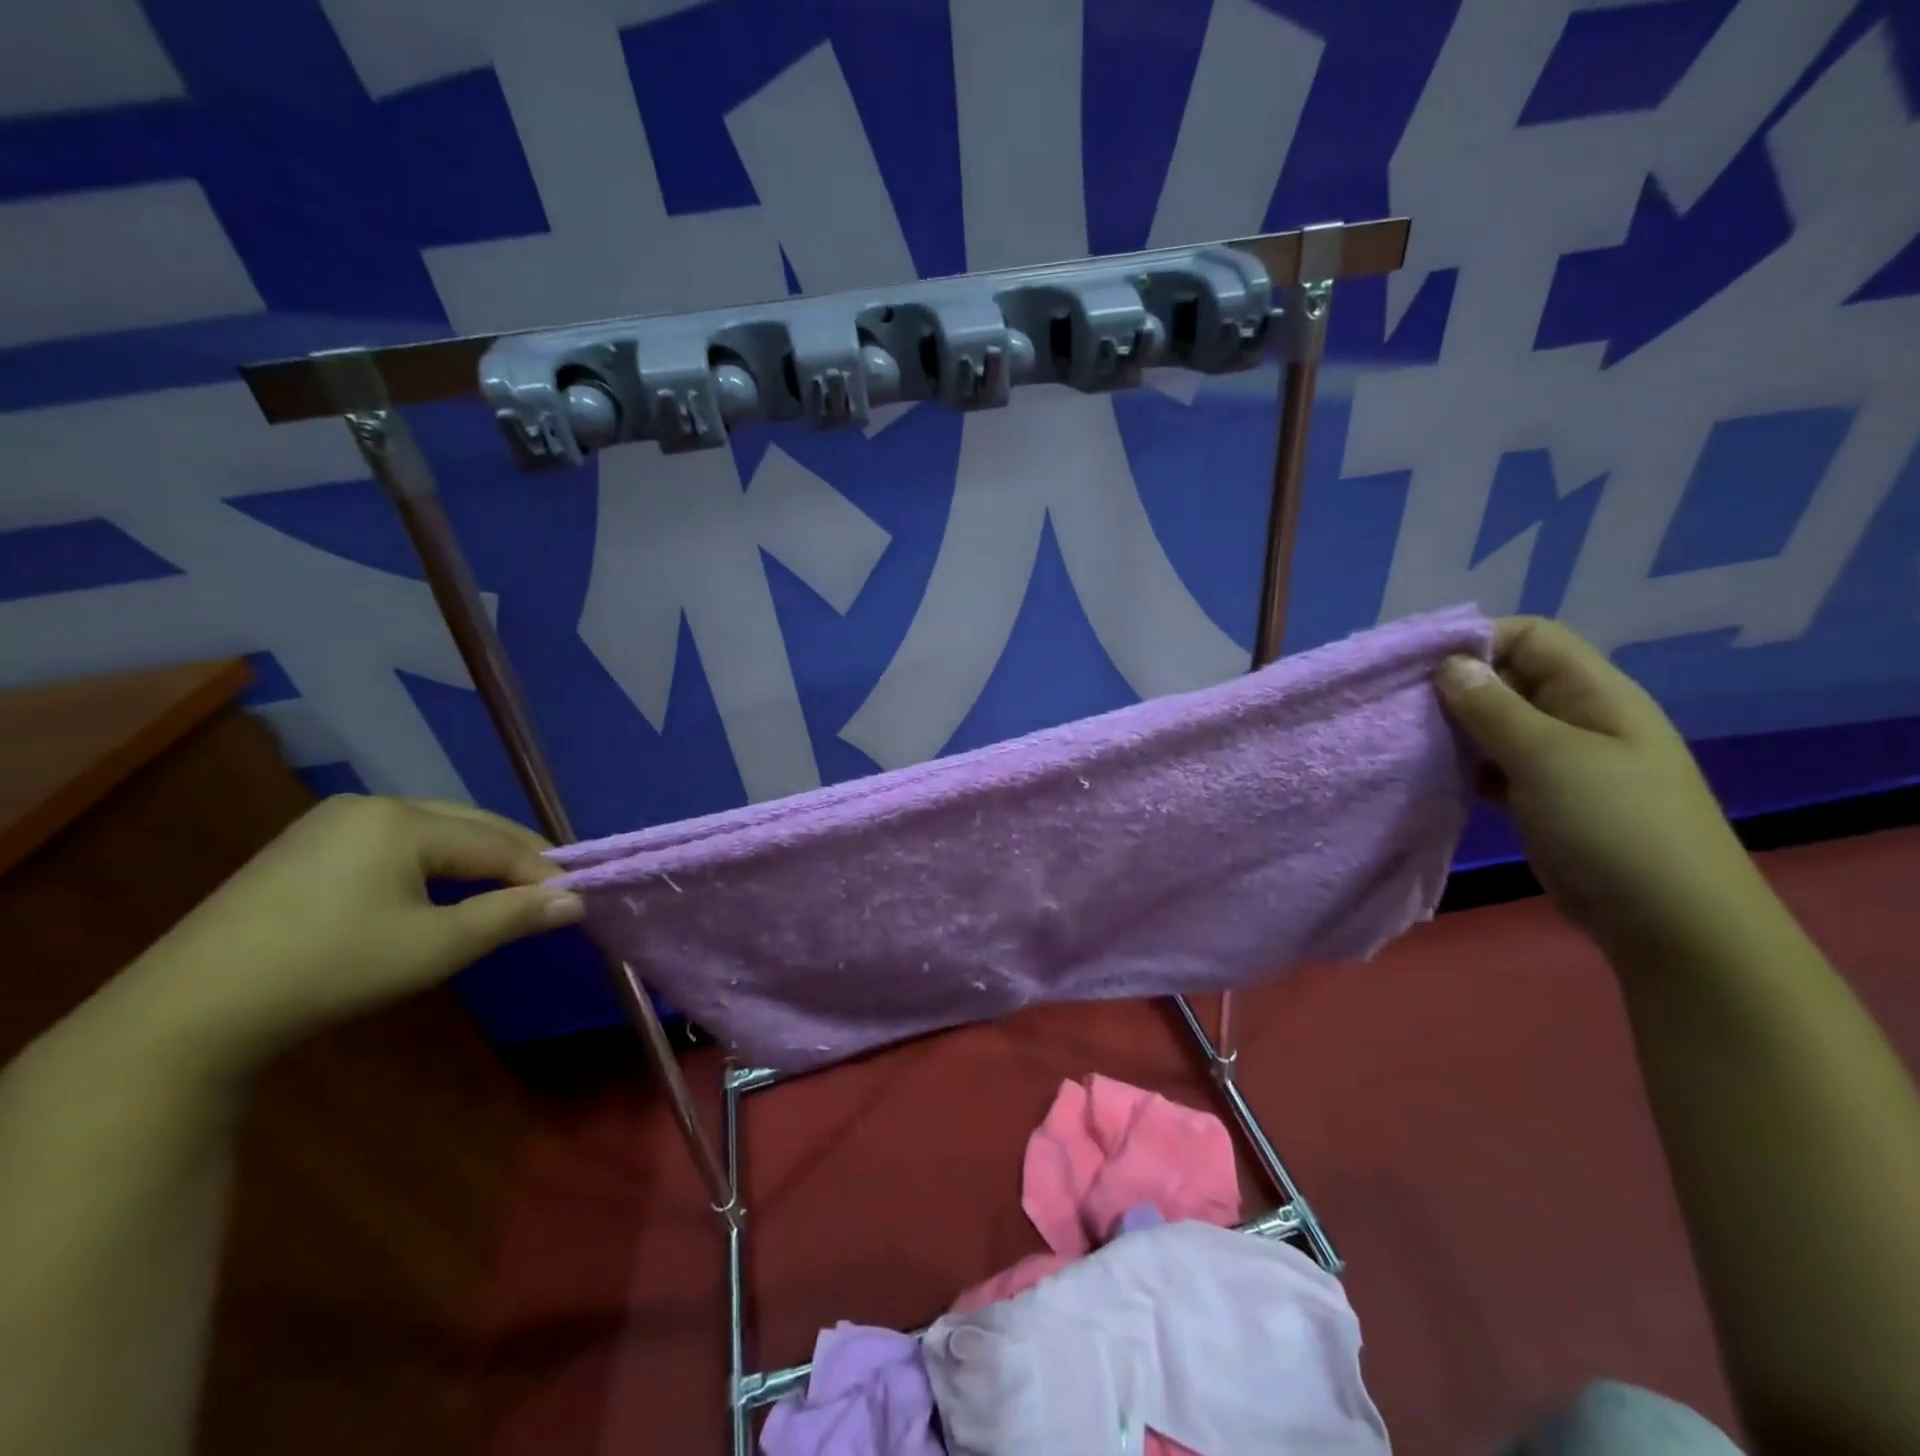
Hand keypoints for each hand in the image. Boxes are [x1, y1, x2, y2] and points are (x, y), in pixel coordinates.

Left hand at [108, 796, 582, 1082]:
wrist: (189, 1012)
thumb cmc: (330, 969)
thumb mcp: (434, 947)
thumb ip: (511, 916)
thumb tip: (576, 901)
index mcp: (402, 819)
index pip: (497, 841)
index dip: (542, 871)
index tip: (577, 899)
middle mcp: (370, 805)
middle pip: (469, 824)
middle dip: (515, 857)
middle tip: (551, 892)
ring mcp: (331, 822)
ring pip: (434, 830)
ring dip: (477, 858)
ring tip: (507, 891)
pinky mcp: (306, 846)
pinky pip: (396, 841)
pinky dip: (434, 861)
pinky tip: (441, 888)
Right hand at [1433, 617, 1759, 960]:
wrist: (1668, 922)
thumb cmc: (1615, 826)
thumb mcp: (1549, 758)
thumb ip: (1493, 708)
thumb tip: (1449, 663)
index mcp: (1594, 693)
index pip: (1530, 637)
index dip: (1476, 640)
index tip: (1417, 665)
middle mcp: (1577, 717)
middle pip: (1508, 678)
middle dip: (1453, 685)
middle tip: (1398, 705)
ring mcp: (1560, 760)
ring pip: (1495, 724)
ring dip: (1453, 728)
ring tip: (1406, 739)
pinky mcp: (1541, 798)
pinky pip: (1493, 765)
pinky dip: (1462, 765)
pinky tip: (1432, 775)